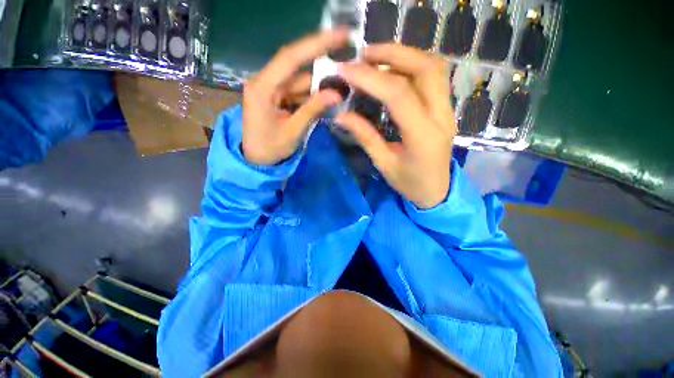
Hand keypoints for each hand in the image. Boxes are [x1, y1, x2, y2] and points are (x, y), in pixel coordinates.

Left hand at [242, 30, 348, 165]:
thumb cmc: (270, 149)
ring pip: (300, 81)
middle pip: (297, 68)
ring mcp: (271, 89)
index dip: (316, 44)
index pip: (290, 57)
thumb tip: (336, 93)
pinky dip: (312, 96)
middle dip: (322, 69)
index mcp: (262, 88)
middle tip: (347, 69)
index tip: (340, 35)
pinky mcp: (276, 96)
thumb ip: (312, 110)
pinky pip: (297, 91)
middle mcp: (265, 82)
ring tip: (340, 91)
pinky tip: (325, 102)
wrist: (256, 159)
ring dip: (319, 87)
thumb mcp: (293, 131)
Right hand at [336, 44, 455, 208]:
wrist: (437, 190)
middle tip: (363, 55)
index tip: (345, 70)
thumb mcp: (384, 164)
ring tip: (376, 57)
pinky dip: (412, 64)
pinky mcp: (445, 108)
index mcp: (423, 136)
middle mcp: (441, 116)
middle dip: (392, 53)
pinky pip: (433, 76)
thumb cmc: (409, 183)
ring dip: (404, 54)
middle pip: (424, 68)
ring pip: (433, 66)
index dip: (370, 78)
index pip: (398, 95)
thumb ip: (365, 137)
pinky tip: (393, 68)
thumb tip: (341, 115)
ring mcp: (447, 109)